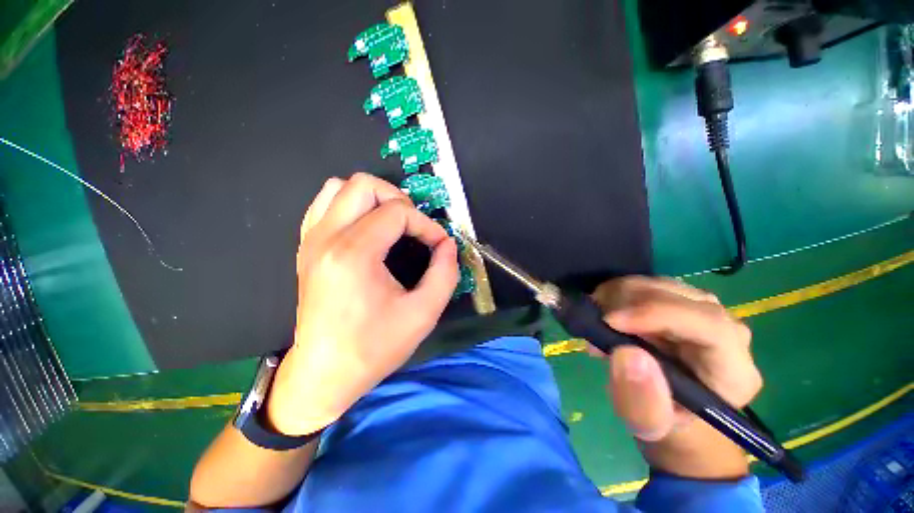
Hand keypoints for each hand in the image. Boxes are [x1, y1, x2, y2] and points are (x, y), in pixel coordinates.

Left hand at [266, 173, 459, 435]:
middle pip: (364, 185)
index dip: (427, 225)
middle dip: (399, 200)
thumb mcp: (423, 314)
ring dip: (373, 198)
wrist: (324, 372)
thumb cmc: (374, 347)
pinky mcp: (307, 247)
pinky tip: (367, 228)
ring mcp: (311, 240)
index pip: (398, 213)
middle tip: (414, 227)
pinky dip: (350, 205)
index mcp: (354, 254)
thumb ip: (445, 273)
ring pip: (339, 187)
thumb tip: (448, 245)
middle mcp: (327, 238)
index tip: (439, 244)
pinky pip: (325, 204)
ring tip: (392, 223)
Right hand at [591, 276, 762, 478]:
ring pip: (659, 284)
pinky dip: (618, 293)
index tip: (610, 320)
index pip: (708, 324)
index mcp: (733, 368)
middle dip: (627, 301)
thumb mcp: (648, 424)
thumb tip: (626, 352)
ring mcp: (703, 310)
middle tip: (593, 320)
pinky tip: (605, 312)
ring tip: (597, 319)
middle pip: (680, 296)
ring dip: (618, 295)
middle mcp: (726, 330)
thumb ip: (641, 400)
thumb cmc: (662, 419)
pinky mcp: (679, 301)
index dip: (656, 313)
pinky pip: (647, 285)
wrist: (668, 405)